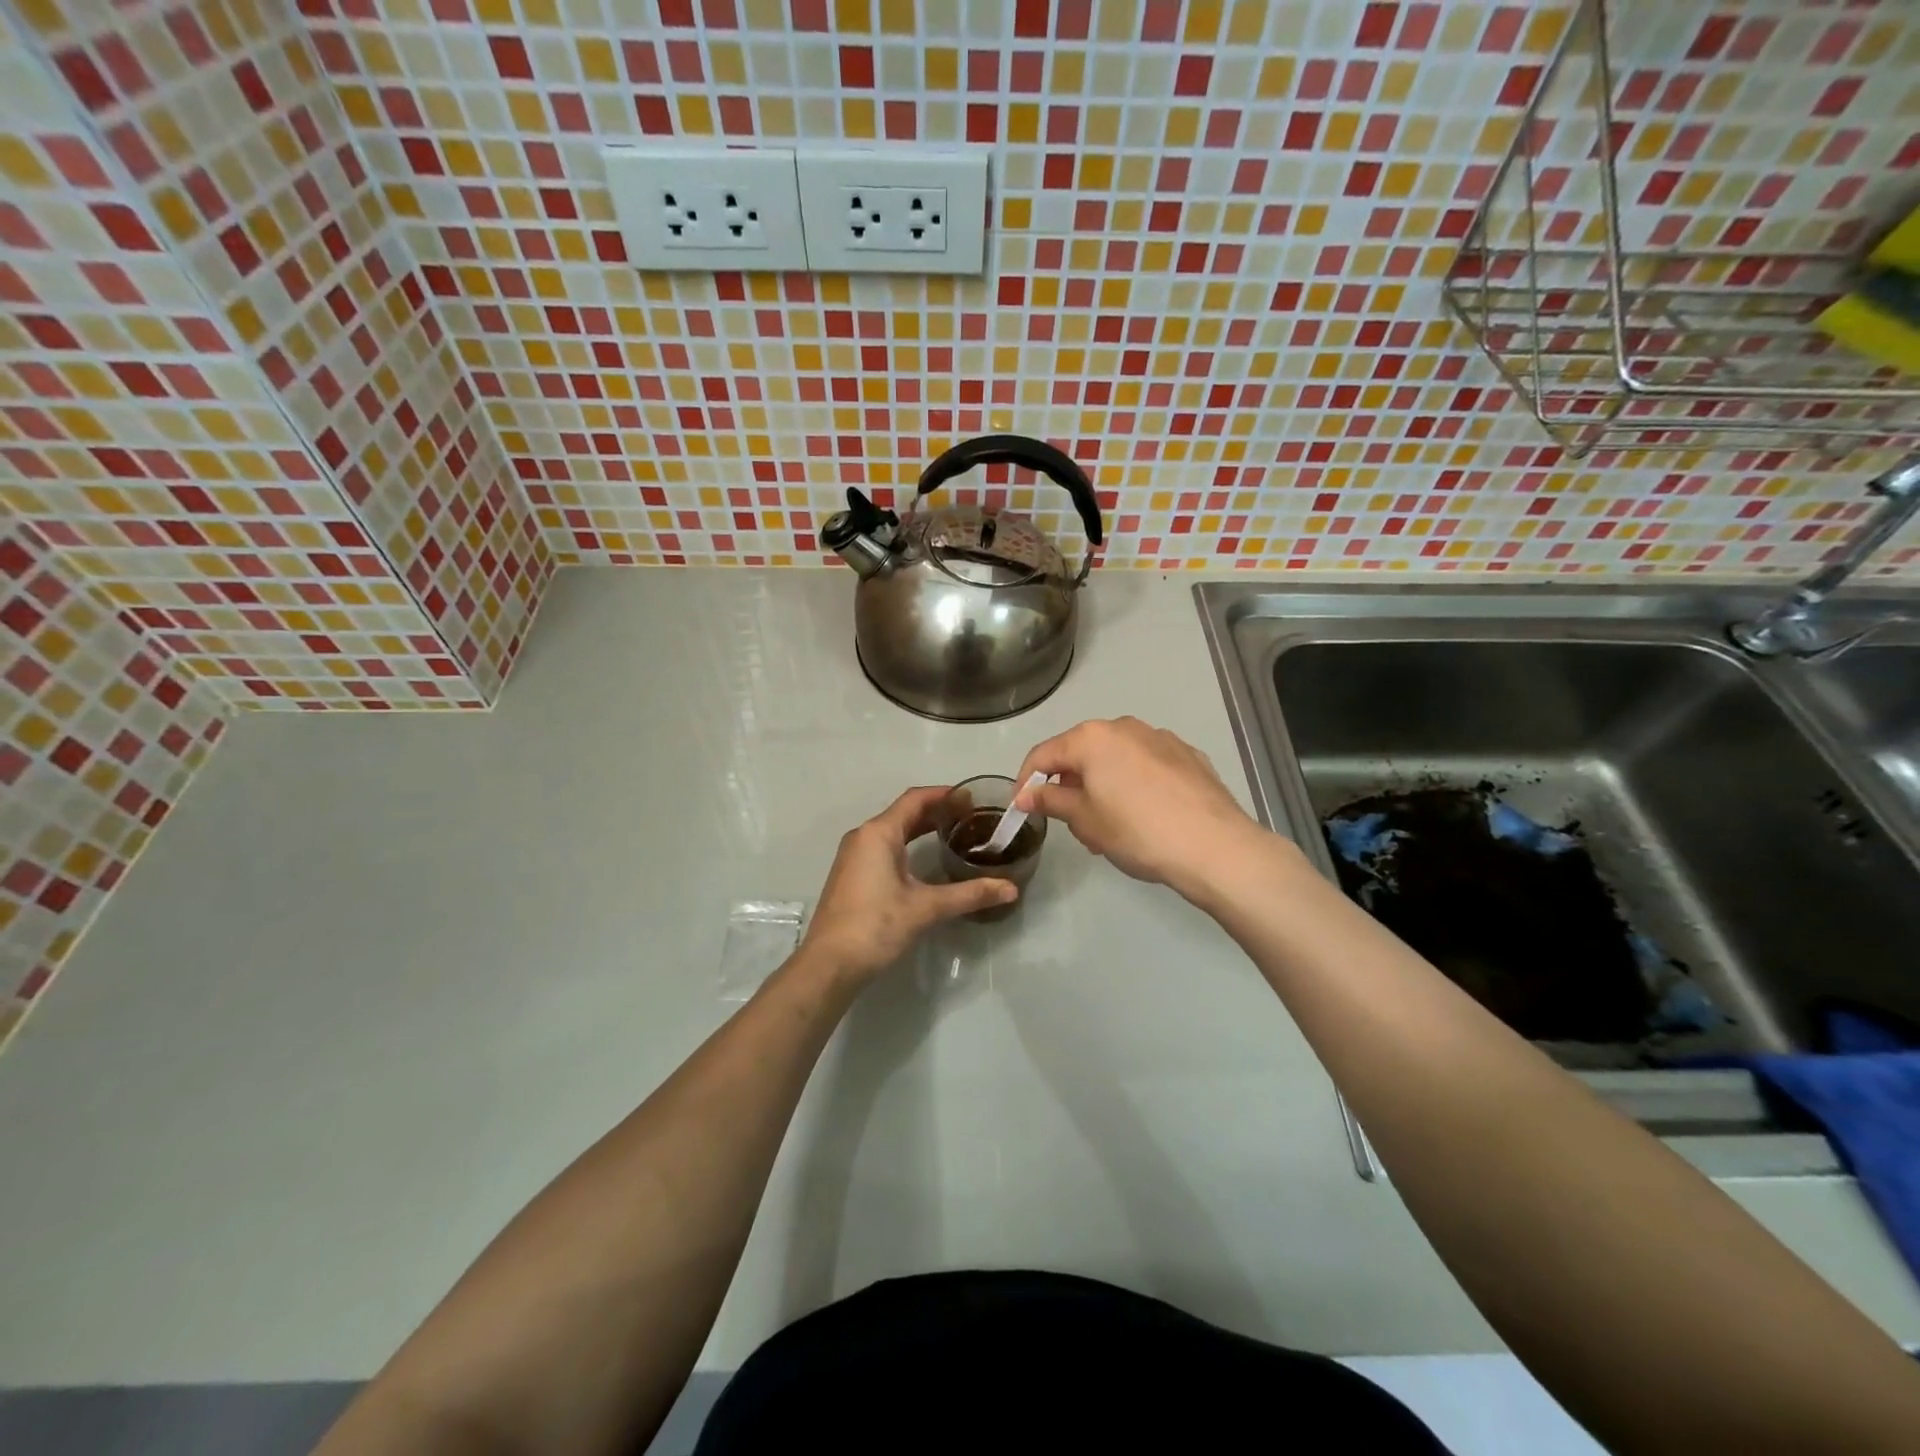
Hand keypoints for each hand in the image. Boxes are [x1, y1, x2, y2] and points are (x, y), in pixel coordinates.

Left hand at [801, 785, 1017, 980]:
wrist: (829, 964)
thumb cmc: (876, 925)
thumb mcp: (926, 908)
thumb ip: (969, 894)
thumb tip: (1010, 889)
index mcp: (879, 833)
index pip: (915, 800)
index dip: (945, 795)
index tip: (973, 798)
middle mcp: (863, 837)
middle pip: (904, 813)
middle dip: (937, 811)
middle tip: (971, 817)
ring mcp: (854, 856)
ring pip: (893, 831)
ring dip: (921, 828)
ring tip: (954, 834)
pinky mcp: (852, 875)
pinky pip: (884, 847)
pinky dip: (908, 845)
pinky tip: (925, 861)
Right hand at [1013, 717, 1262, 895]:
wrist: (1214, 846)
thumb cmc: (1137, 831)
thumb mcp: (1085, 820)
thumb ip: (1051, 801)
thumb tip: (1026, 794)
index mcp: (1093, 738)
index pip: (1044, 754)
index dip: (1027, 781)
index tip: (1021, 808)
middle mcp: (1125, 727)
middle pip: (1082, 752)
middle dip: (1069, 784)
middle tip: (1070, 822)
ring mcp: (1161, 738)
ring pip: (1116, 759)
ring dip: (1103, 785)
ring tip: (1109, 826)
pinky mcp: (1189, 756)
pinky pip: (1147, 766)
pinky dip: (1134, 784)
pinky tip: (1145, 816)